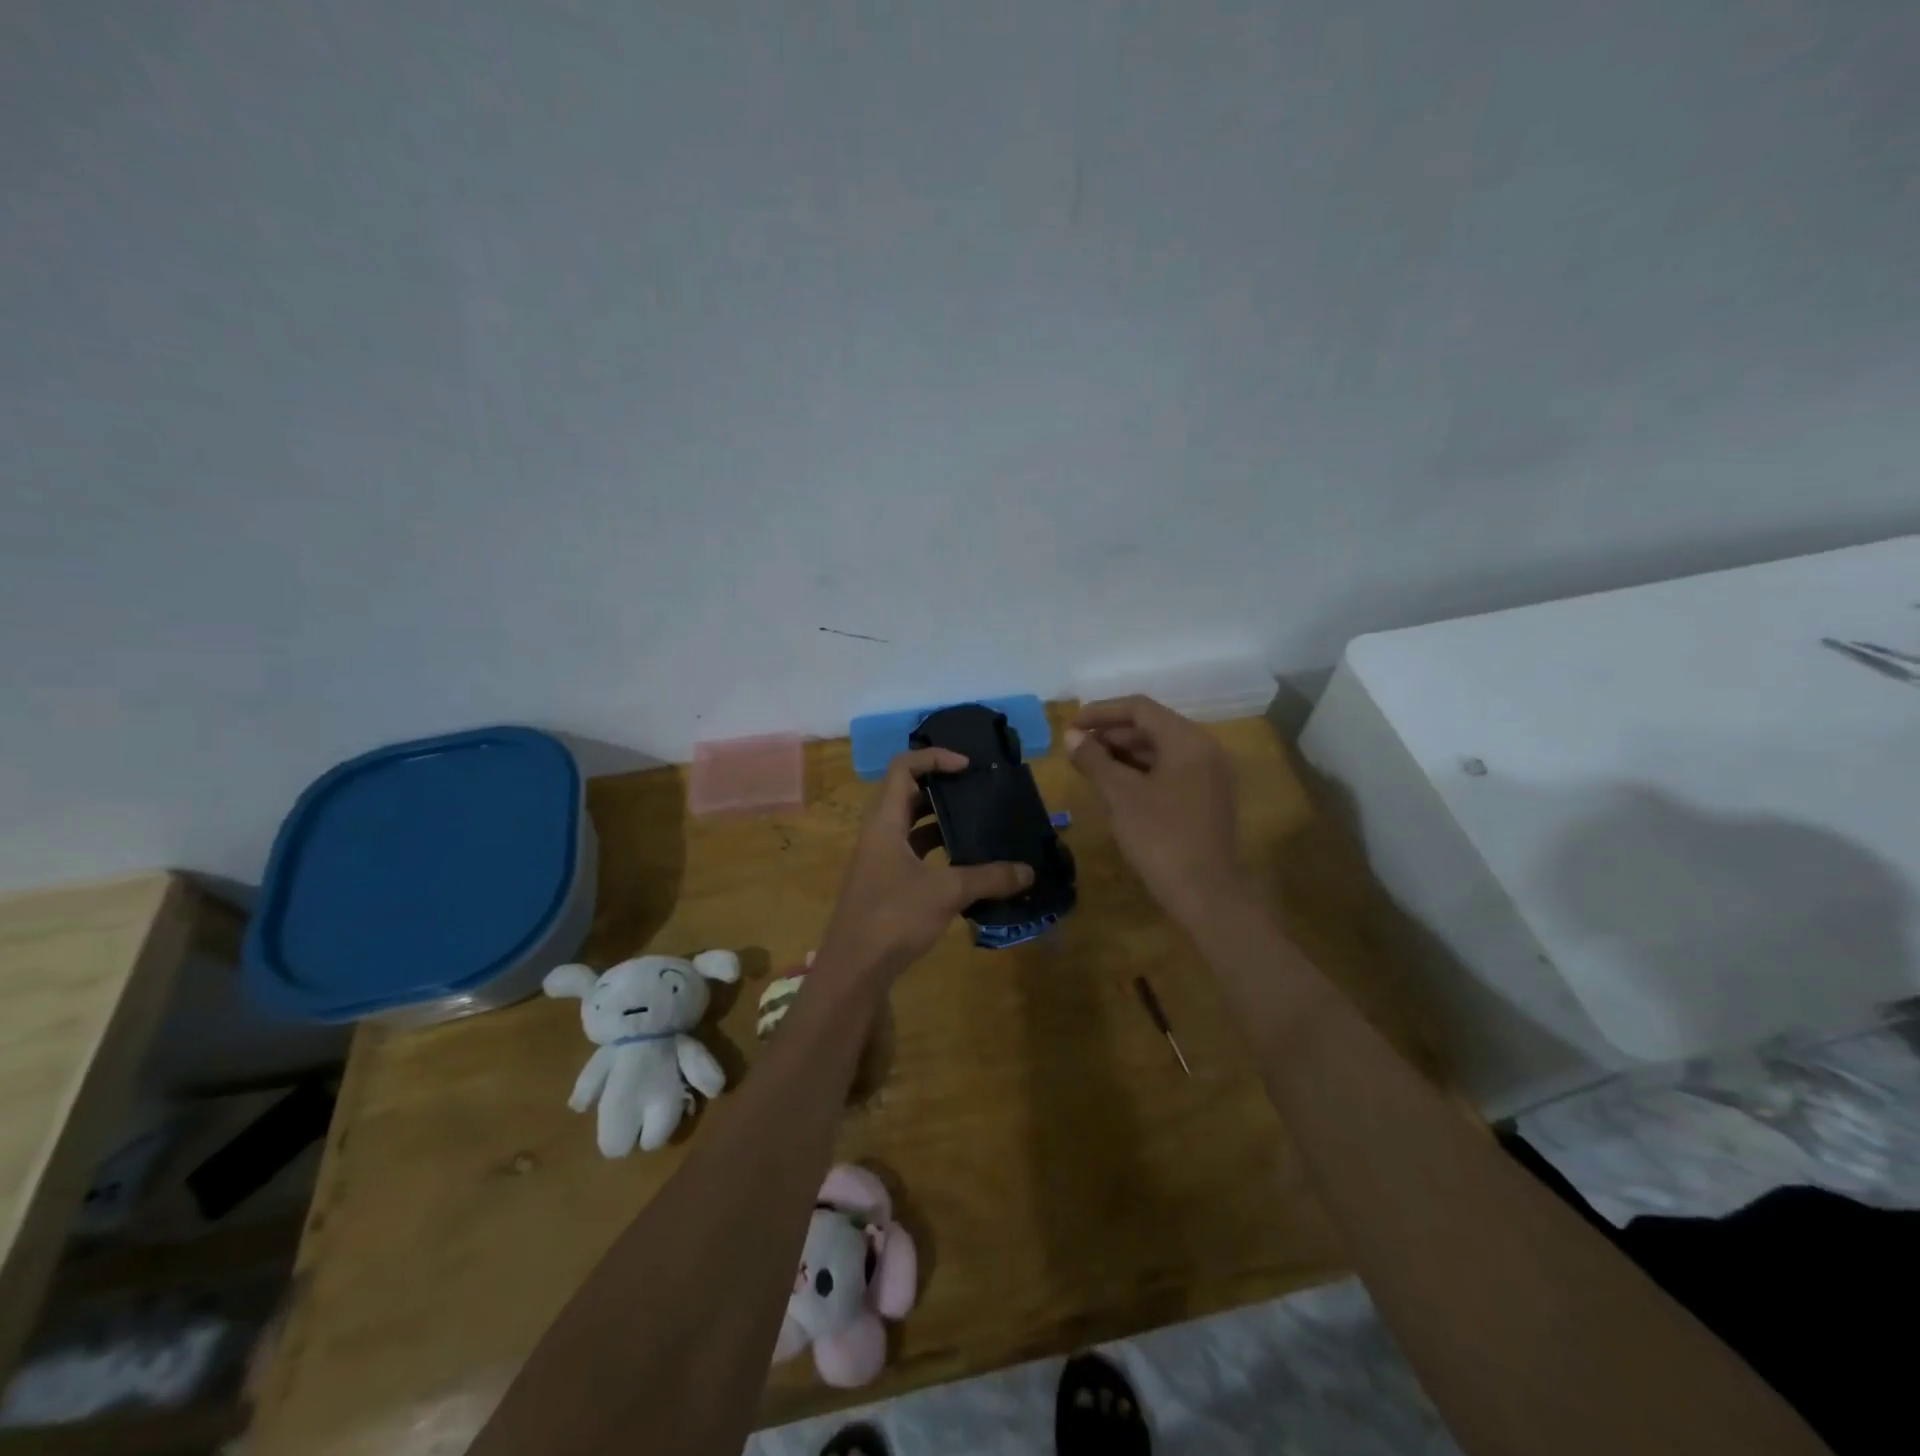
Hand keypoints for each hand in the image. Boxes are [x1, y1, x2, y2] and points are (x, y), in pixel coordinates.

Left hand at [818, 748, 1034, 978]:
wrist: (854, 969)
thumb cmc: (893, 917)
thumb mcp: (946, 892)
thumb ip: (988, 878)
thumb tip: (1029, 872)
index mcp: (885, 821)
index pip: (903, 767)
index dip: (935, 758)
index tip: (968, 767)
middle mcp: (879, 832)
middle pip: (908, 792)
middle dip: (943, 787)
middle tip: (979, 791)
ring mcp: (880, 859)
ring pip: (912, 825)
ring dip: (942, 820)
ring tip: (979, 823)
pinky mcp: (886, 882)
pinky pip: (914, 852)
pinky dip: (939, 850)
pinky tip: (967, 864)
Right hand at [1066, 696, 1246, 925]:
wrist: (1205, 893)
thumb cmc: (1160, 837)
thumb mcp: (1120, 795)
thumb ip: (1094, 760)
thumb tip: (1072, 736)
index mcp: (1188, 740)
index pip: (1140, 709)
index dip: (1101, 712)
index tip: (1071, 726)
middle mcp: (1204, 749)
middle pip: (1152, 727)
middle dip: (1111, 734)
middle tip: (1076, 749)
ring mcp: (1209, 775)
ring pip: (1160, 750)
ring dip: (1123, 754)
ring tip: (1089, 766)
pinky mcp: (1206, 798)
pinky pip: (1169, 771)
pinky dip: (1140, 772)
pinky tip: (1115, 786)